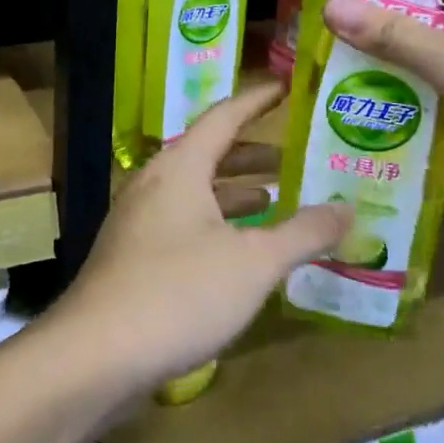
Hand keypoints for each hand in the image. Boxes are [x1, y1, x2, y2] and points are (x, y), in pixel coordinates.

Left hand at [54, 85, 349, 392]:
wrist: (95, 355)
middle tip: (295, 157)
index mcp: (180, 168)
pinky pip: (184, 224)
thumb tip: (348, 208)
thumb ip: (303, 233)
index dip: (257, 100)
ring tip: (277, 200)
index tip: (287, 86)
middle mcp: (154, 184)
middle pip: (208, 154)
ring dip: (235, 193)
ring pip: (196, 193)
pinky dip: (217, 225)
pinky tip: (240, 252)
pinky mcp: (133, 258)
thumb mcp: (254, 262)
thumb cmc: (179, 292)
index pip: (223, 117)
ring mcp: (138, 222)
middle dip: (253, 154)